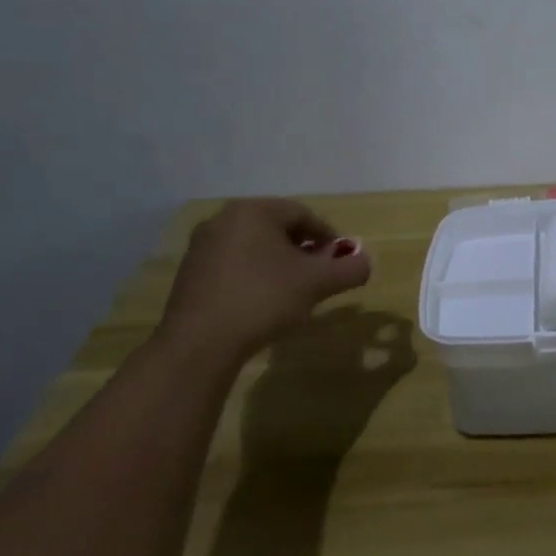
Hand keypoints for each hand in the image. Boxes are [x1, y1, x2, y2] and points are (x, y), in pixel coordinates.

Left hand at [157, 199, 371, 363]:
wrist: (199, 344)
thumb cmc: (263, 299)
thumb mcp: (318, 283)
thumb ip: (350, 269)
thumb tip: (365, 263)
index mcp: (253, 211)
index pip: (303, 214)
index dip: (328, 236)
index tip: (340, 260)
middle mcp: (223, 219)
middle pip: (277, 228)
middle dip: (303, 249)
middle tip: (320, 274)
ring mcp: (202, 246)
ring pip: (254, 247)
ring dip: (279, 263)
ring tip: (294, 291)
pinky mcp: (190, 273)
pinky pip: (233, 264)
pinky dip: (255, 276)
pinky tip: (263, 301)